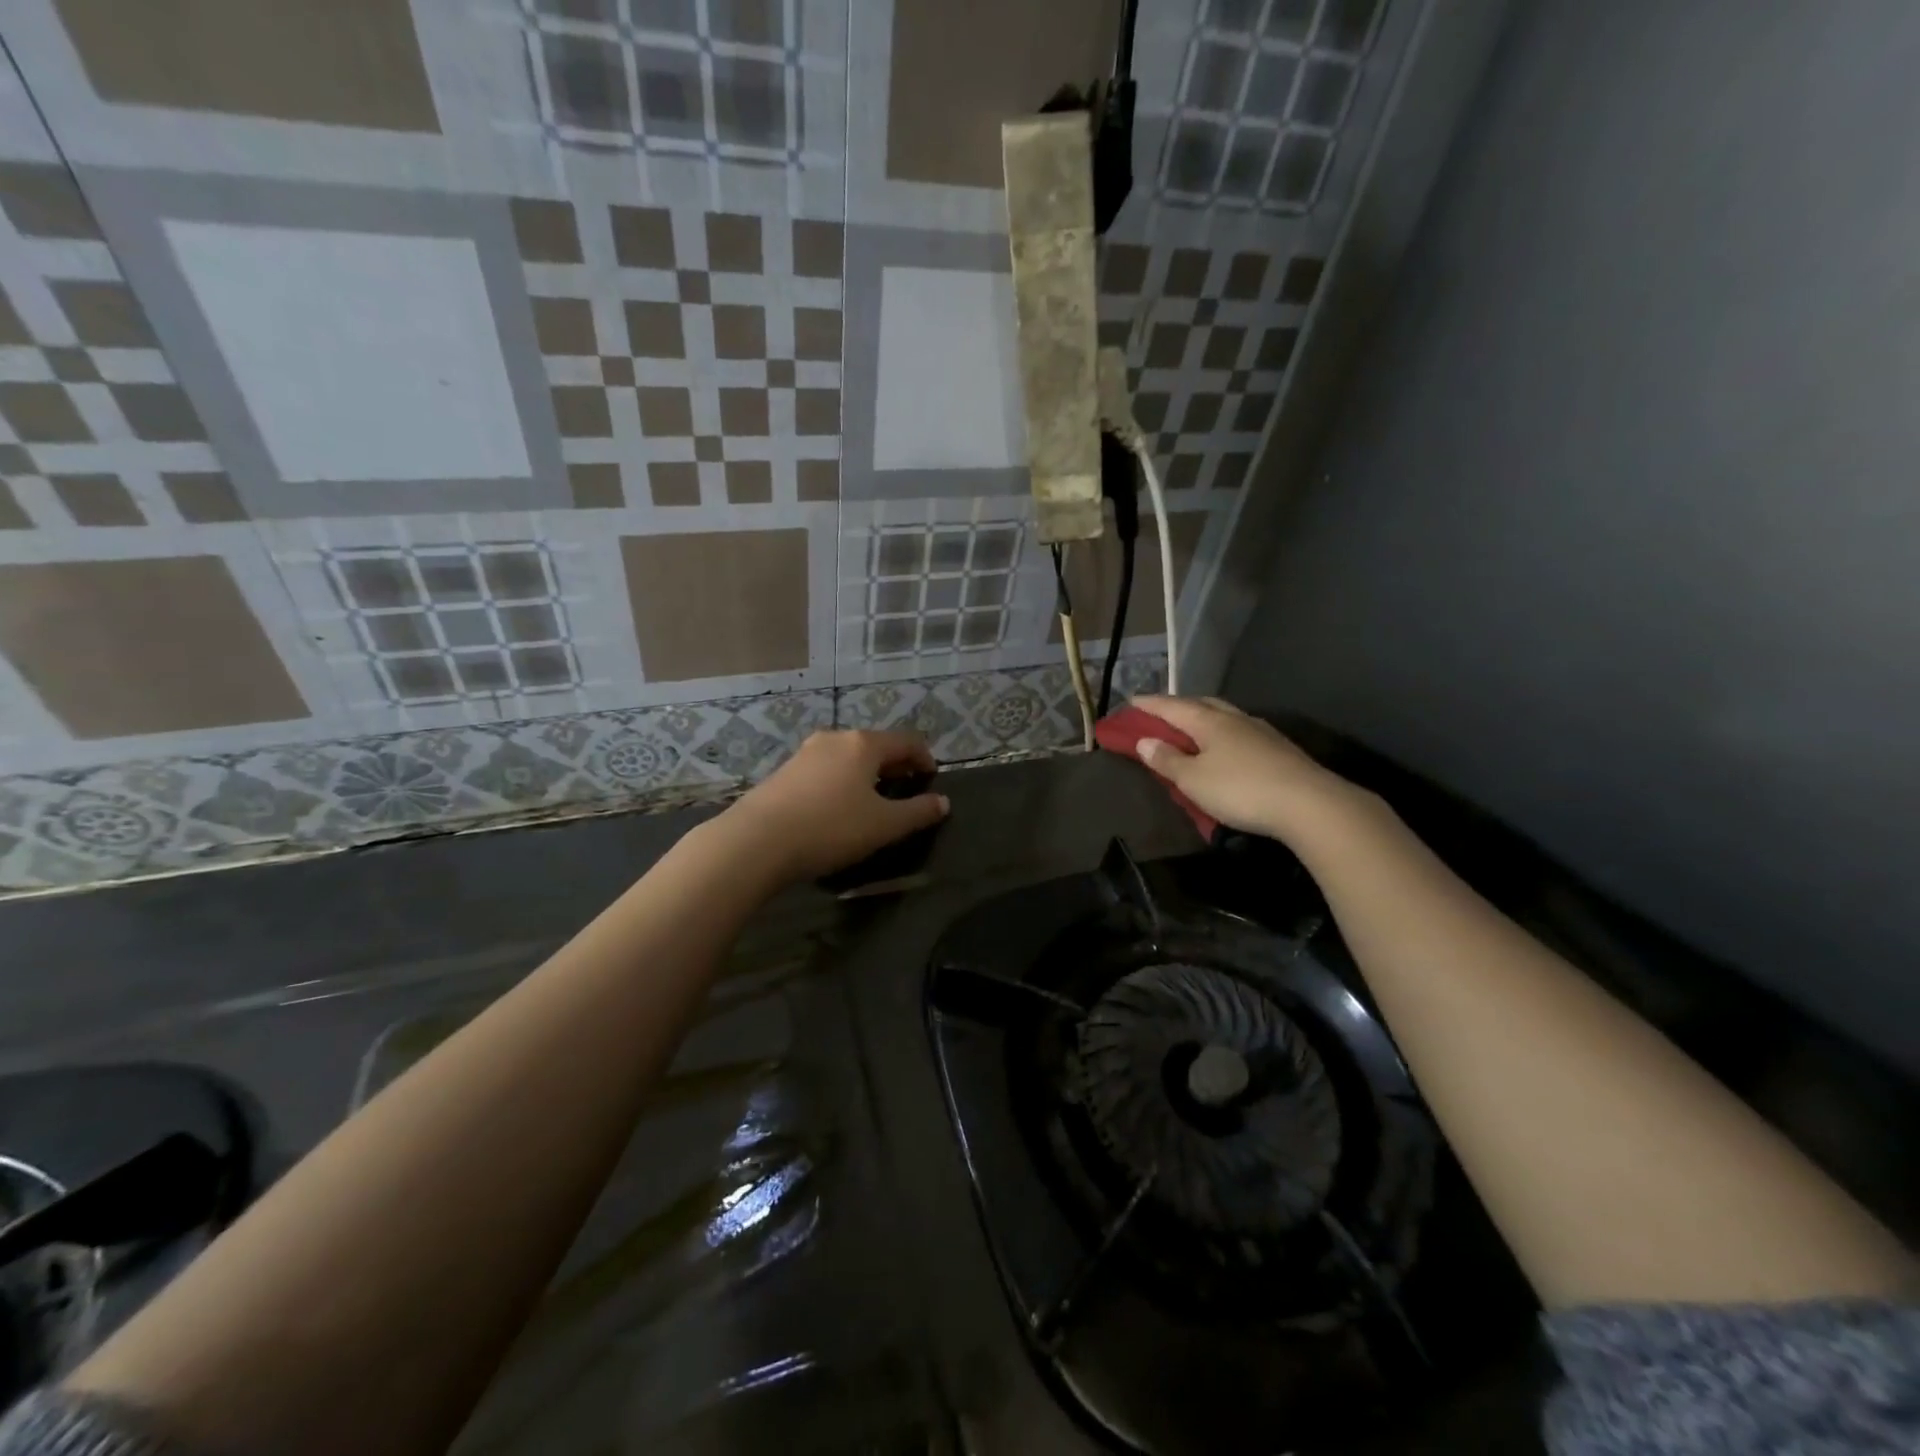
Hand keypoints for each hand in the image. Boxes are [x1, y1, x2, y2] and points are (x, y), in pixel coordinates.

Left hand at [719, 729, 949, 882]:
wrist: (756, 841)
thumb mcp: (883, 825)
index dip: (925, 758)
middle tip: (906, 791)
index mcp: (863, 744)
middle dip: (896, 766)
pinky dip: (843, 782)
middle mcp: (835, 739)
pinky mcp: (784, 772)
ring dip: (868, 774)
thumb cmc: (830, 828)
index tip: (932, 780)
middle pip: (876, 745)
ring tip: (873, 801)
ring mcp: (805, 753)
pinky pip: (826, 770)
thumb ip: (917, 812)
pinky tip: (838, 809)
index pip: (907, 741)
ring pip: (849, 757)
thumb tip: (943, 802)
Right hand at [1126, 696, 1363, 841]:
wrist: (1309, 804)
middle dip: (1178, 706)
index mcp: (1209, 721)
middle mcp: (1234, 719)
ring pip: (1224, 716)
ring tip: (1191, 729)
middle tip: (1160, 714)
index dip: (1149, 704)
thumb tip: (1145, 741)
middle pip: (1201, 704)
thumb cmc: (1240, 789)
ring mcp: (1260, 732)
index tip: (1130, 701)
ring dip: (1204, 718)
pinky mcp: (1278, 749)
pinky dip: (1223, 734)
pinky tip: (1225, 746)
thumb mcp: (1193, 780)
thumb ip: (1167, 760)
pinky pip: (1240, 732)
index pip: (1171, 706)